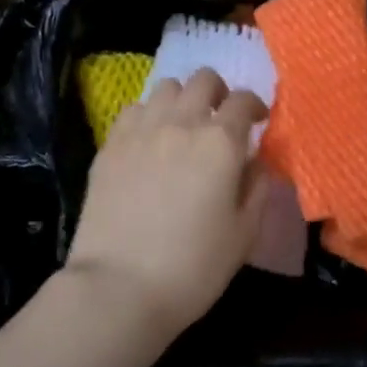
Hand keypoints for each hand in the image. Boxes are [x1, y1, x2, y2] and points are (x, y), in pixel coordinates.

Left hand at [65, 68, 269, 341]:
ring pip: (165, 87)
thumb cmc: (193, 267)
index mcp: (220, 142)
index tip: (257, 121)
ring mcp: (140, 130)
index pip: (243, 101)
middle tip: (220, 119)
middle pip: (203, 79)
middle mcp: (181, 123)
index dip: (255, 106)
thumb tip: (255, 162)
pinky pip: (133, 109)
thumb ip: (256, 188)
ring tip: (183, 126)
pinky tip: (149, 140)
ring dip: (181, 99)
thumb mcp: (243, 234)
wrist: (119, 287)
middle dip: (218, 92)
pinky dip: (148, 115)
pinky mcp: (110, 144)